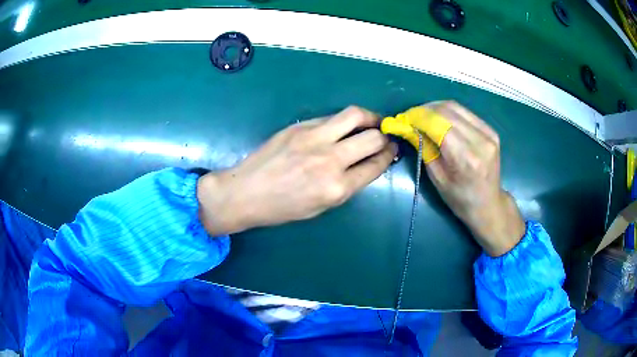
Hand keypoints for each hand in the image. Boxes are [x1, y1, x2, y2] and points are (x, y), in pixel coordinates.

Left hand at [197, 106, 397, 235]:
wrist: (245, 192)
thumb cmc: (282, 208)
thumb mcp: (320, 207)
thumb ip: (346, 185)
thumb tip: (365, 164)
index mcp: (337, 188)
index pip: (376, 165)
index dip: (389, 155)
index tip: (393, 149)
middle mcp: (331, 160)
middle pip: (372, 137)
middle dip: (385, 136)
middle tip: (386, 136)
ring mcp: (315, 138)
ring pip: (354, 115)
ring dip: (370, 117)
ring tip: (372, 121)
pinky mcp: (300, 126)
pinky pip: (331, 117)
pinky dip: (343, 121)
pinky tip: (343, 126)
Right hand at [388, 101, 524, 255]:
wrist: (488, 204)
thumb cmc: (460, 199)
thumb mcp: (437, 178)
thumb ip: (424, 149)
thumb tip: (410, 127)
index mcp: (466, 159)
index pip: (438, 124)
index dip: (418, 117)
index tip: (403, 118)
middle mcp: (480, 141)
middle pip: (447, 111)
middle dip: (425, 110)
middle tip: (411, 116)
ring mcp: (488, 134)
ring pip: (456, 107)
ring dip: (436, 108)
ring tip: (423, 115)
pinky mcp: (491, 130)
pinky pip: (465, 112)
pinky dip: (449, 112)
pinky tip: (440, 118)